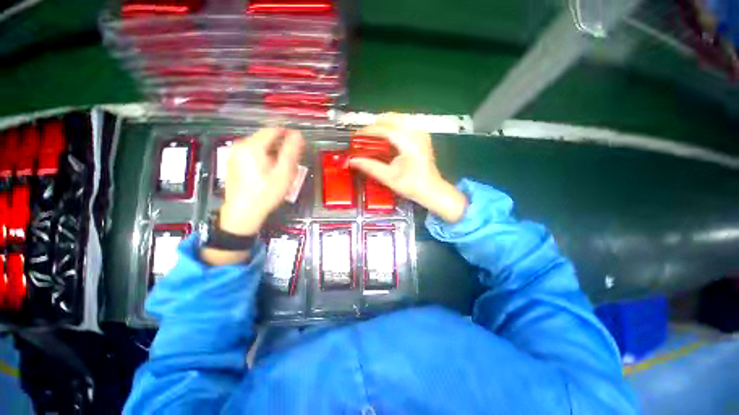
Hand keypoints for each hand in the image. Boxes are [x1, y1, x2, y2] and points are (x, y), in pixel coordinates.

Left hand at [220, 127, 304, 235]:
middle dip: (282, 146)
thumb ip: (291, 151)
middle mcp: (240, 145)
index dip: (289, 135)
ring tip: (283, 168)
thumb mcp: (284, 172)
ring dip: (274, 153)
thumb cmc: (266, 193)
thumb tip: (298, 134)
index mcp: (252, 145)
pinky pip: (253, 154)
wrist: (243, 213)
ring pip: (260, 147)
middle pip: (266, 138)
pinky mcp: (234, 163)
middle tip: (293, 161)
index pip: (274, 130)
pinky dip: (265, 158)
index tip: (300, 146)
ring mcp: (235, 154)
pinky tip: (270, 172)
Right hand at [348, 114, 466, 222]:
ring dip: (384, 125)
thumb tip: (352, 160)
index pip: (383, 129)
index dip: (367, 131)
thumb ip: (369, 166)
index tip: (355, 137)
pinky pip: (404, 124)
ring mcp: (421, 131)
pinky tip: (387, 138)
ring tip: (373, 138)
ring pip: (398, 119)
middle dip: (375, 125)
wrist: (432, 189)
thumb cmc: (411, 185)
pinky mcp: (422, 135)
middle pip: (391, 118)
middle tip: (363, 137)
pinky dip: (393, 127)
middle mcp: (415, 131)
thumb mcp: (388, 177)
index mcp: (407, 140)